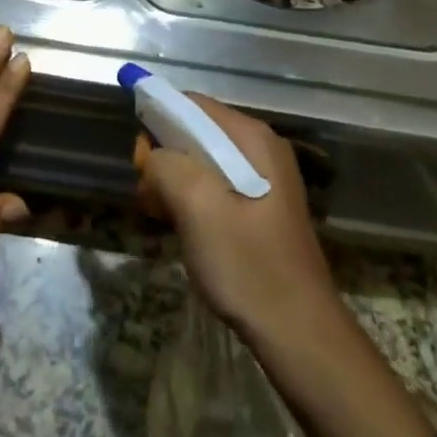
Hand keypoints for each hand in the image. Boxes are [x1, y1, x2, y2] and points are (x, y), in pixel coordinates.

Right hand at [136, 94, 435, 436]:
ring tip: (161, 215)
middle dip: (164, 157)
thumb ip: (167, 165)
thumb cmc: (247, 264)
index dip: (157, 120)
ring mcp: (262, 179)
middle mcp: (260, 149)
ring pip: (200, 161)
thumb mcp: (197, 207)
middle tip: (149, 195)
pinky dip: (189, 199)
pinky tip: (179, 226)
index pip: (192, 104)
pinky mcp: (258, 207)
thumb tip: (153, 155)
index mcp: (252, 138)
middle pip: (195, 132)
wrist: (297, 332)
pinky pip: (213, 186)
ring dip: (173, 182)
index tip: (139, 159)